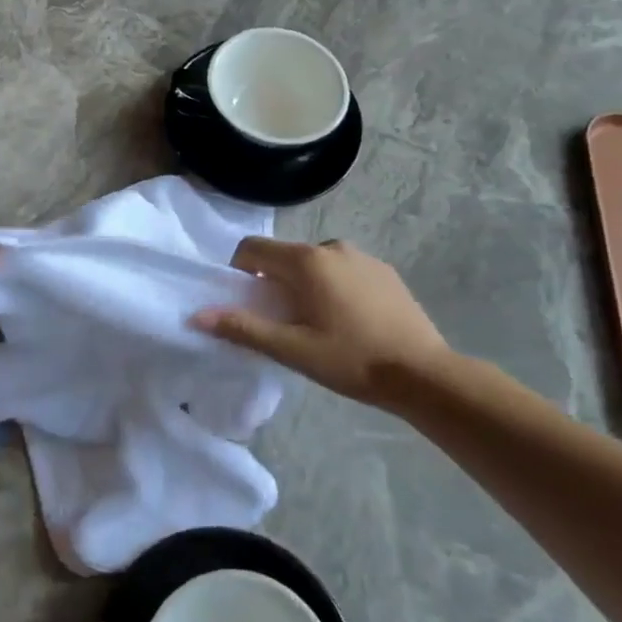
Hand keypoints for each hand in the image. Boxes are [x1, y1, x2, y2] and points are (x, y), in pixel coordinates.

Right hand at [192, 237, 455, 407]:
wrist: (424, 374)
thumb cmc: (352, 360)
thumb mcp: (292, 349)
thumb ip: (243, 328)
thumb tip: (197, 316)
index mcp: (306, 261)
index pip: (252, 249)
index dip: (239, 272)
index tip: (249, 304)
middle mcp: (332, 247)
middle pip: (284, 256)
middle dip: (274, 283)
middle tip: (284, 323)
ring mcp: (363, 256)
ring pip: (315, 264)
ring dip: (305, 285)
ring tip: (319, 325)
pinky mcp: (385, 271)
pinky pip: (343, 270)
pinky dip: (334, 287)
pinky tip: (350, 322)